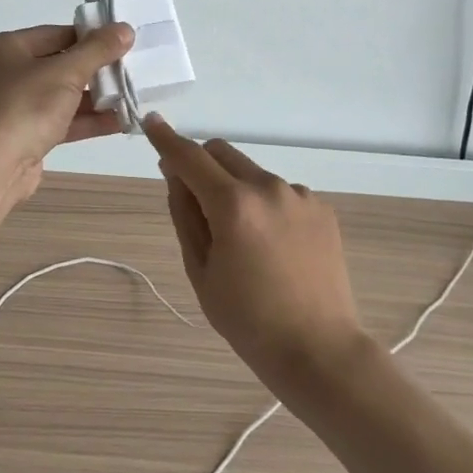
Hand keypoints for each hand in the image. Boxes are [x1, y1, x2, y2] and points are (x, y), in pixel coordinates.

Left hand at [0, 22, 134, 204]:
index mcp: (5, 48)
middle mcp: (5, 73)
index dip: (91, 37)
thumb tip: (124, 28)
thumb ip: (97, 50)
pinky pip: (60, 121)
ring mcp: (13, 107)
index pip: (56, 34)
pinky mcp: (24, 136)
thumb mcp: (65, 72)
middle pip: (59, 65)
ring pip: (61, 96)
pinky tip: (120, 121)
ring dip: (96, 98)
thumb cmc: (23, 107)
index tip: (123, 42)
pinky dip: (86, 120)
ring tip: (133, 96)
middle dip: (96, 70)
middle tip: (133, 69)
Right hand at [143, 113, 370, 397]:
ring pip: (251, 172)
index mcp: (234, 205)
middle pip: (221, 153)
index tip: (151, 122)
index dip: (166, 139)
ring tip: (244, 239)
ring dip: (235, 187)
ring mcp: (299, 195)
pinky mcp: (321, 208)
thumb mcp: (201, 271)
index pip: (190, 157)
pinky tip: (274, 246)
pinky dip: (265, 204)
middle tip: (195, 202)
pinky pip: (279, 192)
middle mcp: (268, 187)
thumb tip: (175, 174)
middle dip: (201, 165)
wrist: (319, 350)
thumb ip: (185, 214)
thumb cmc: (248, 320)